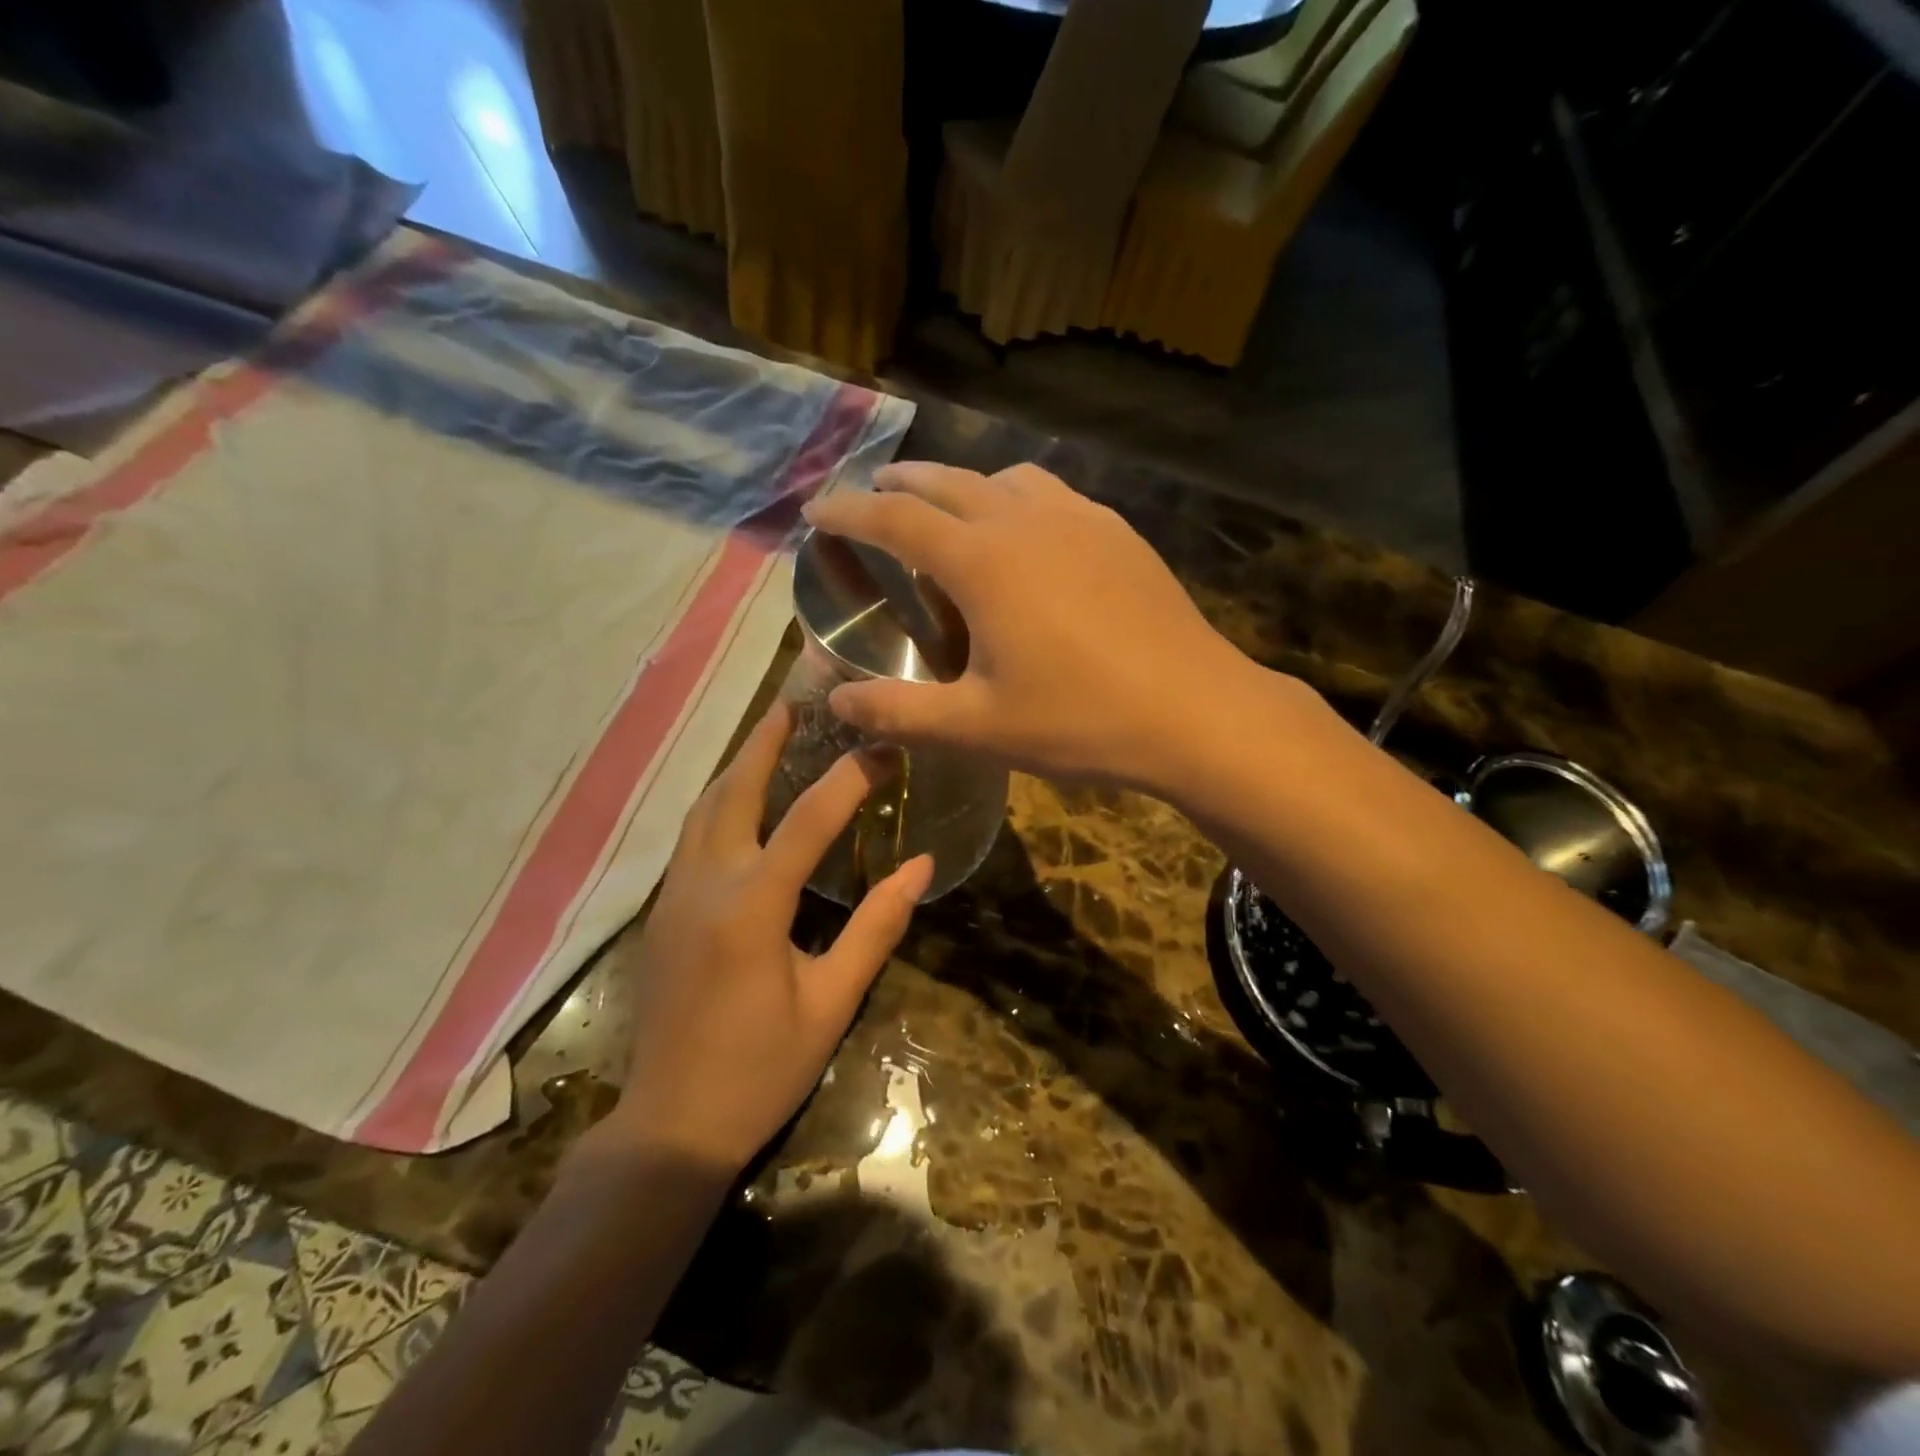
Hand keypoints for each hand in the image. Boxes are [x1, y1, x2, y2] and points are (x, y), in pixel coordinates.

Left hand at [608, 702, 931, 1168]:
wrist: (670, 1125)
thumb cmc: (760, 1067)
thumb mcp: (831, 1002)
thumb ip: (876, 928)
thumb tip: (920, 867)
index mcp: (751, 905)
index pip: (809, 819)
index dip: (850, 777)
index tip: (882, 747)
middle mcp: (705, 884)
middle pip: (733, 791)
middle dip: (765, 741)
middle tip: (796, 700)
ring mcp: (674, 895)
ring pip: (702, 809)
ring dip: (737, 767)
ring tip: (770, 736)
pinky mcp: (662, 912)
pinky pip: (691, 836)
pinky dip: (719, 802)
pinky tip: (741, 801)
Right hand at [801, 462, 1268, 792]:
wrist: (1196, 712)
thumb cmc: (1079, 720)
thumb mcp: (978, 727)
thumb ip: (900, 712)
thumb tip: (835, 700)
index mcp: (982, 562)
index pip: (895, 520)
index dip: (849, 512)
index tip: (817, 510)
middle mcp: (1025, 521)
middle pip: (947, 482)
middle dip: (901, 484)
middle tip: (873, 493)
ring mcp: (1079, 519)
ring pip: (1004, 479)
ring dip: (964, 485)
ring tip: (949, 511)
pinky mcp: (1119, 532)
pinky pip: (1053, 495)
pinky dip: (1018, 499)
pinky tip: (1029, 533)